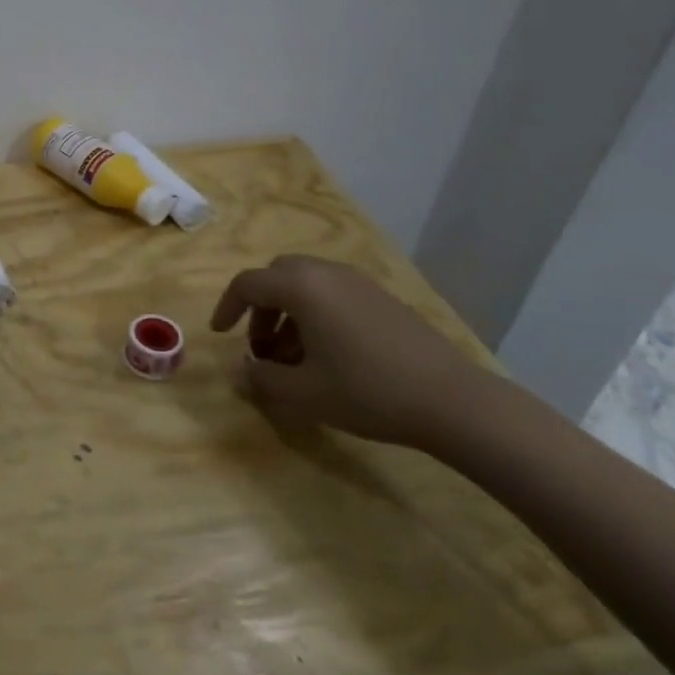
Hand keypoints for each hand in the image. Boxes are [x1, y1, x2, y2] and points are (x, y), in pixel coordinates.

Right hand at [208, 255, 496, 449]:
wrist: (453, 401)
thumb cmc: (367, 391)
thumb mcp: (303, 393)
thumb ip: (261, 378)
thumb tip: (241, 370)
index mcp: (301, 287)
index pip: (247, 284)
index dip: (227, 308)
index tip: (220, 335)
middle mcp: (327, 273)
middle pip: (277, 276)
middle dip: (260, 308)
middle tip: (260, 346)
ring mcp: (359, 283)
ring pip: (307, 285)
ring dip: (288, 313)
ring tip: (292, 357)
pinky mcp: (383, 299)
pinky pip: (334, 294)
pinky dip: (316, 314)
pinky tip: (328, 355)